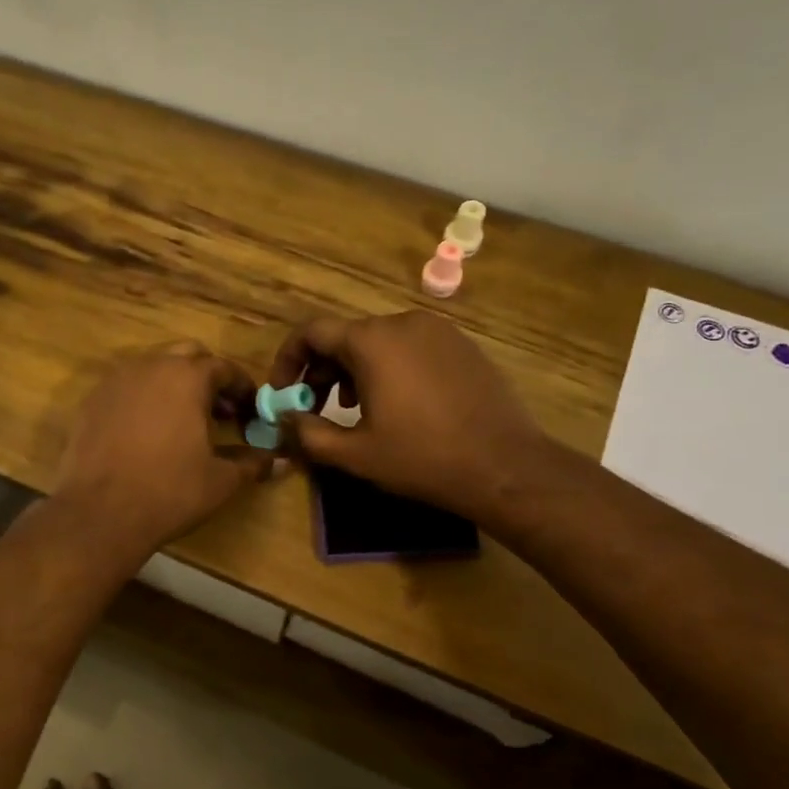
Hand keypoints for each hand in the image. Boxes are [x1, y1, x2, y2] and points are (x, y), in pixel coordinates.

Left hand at [53, 344, 269, 557]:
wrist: (100, 513)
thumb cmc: (170, 491)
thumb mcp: (220, 480)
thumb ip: (252, 463)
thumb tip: (280, 461)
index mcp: (187, 377)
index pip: (223, 368)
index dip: (242, 388)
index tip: (251, 410)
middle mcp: (150, 366)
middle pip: (186, 356)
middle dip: (207, 378)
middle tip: (220, 411)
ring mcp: (115, 381)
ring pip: (152, 368)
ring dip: (173, 385)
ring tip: (183, 421)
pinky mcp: (90, 402)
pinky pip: (125, 388)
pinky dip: (143, 399)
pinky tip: (147, 432)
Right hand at [267, 312, 545, 519]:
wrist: (505, 466)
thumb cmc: (422, 458)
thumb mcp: (355, 453)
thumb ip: (308, 433)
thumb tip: (285, 420)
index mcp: (372, 341)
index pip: (311, 332)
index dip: (288, 361)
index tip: (283, 394)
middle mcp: (403, 322)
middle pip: (345, 336)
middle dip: (321, 371)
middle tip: (314, 408)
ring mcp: (438, 331)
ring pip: (379, 342)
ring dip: (354, 371)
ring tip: (354, 409)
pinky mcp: (463, 345)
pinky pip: (411, 348)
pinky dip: (389, 368)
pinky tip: (398, 405)